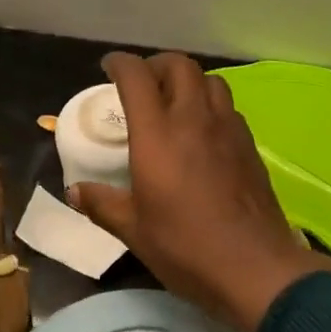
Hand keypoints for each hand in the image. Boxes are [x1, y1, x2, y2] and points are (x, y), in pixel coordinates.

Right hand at [68, 52, 330, 331]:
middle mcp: (194, 120)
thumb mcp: (134, 231)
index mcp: (158, 134)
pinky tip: (203, 132)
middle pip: (179, 66)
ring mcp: (228, 129)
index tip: (109, 68)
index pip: (137, 77)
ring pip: (210, 81)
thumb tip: (75, 192)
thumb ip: (103, 204)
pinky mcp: (250, 146)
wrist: (255, 268)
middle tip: (143, 84)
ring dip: (188, 81)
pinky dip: (210, 105)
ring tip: (175, 103)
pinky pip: (228, 108)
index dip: (120, 64)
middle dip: (157, 65)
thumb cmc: (186, 247)